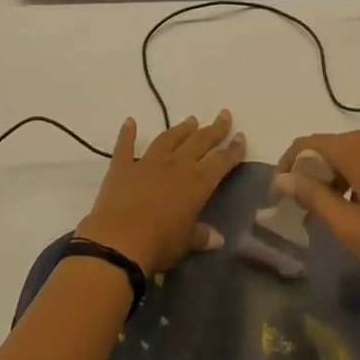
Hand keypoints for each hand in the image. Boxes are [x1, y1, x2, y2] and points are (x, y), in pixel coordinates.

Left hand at [77, 111, 244, 273]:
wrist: (119, 241)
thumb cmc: (159, 244)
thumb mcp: (186, 244)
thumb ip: (201, 236)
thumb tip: (218, 238)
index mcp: (197, 183)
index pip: (221, 162)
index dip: (233, 150)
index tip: (241, 136)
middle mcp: (176, 165)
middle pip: (199, 142)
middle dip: (214, 129)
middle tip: (224, 115)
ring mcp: (148, 162)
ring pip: (169, 138)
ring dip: (181, 129)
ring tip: (191, 119)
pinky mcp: (122, 167)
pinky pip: (125, 145)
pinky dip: (128, 132)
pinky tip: (130, 121)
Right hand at [277, 125, 359, 313]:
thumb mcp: (355, 231)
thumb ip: (316, 200)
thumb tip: (283, 180)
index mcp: (356, 149)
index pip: (306, 145)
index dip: (288, 168)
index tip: (280, 198)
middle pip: (330, 147)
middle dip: (313, 176)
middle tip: (307, 216)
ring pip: (353, 154)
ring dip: (338, 179)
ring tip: (338, 218)